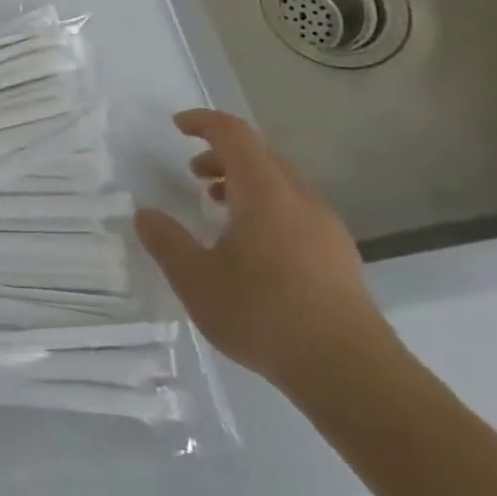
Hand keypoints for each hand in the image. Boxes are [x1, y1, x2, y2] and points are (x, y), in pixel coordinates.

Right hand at [134, 109, 390, 392]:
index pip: (235, 135)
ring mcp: (327, 230)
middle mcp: (301, 201)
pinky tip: (250, 248)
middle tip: (191, 175)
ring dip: (245, 185)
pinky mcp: (340, 258)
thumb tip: (146, 215)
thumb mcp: (195, 279)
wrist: (350, 373)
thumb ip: (166, 242)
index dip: (204, 122)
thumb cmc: (263, 314)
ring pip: (282, 186)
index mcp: (265, 193)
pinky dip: (266, 209)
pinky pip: (297, 212)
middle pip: (262, 157)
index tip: (176, 126)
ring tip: (217, 210)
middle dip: (222, 156)